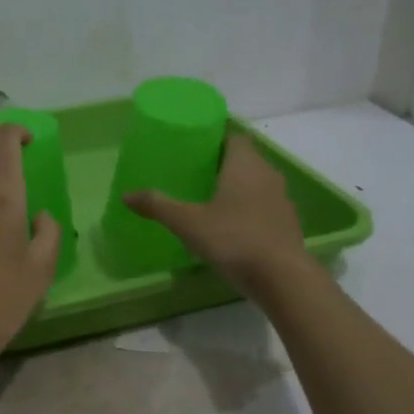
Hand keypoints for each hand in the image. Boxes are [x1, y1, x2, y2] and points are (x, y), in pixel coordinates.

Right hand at [122, 134, 311, 296]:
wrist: (282, 277)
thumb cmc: (233, 239)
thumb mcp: (188, 223)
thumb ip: (158, 206)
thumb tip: (126, 195)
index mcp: (244, 164)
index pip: (234, 137)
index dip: (215, 138)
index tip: (194, 148)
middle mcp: (267, 174)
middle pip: (244, 159)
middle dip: (222, 165)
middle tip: (194, 175)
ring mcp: (281, 199)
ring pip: (256, 184)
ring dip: (237, 189)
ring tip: (209, 201)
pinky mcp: (287, 223)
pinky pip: (263, 207)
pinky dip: (248, 210)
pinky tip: (231, 227)